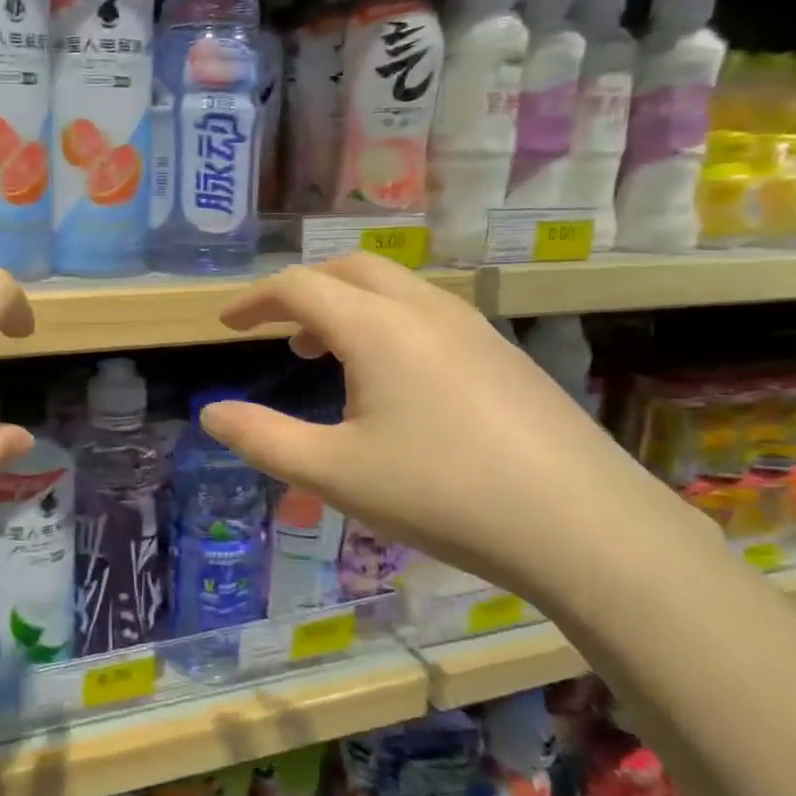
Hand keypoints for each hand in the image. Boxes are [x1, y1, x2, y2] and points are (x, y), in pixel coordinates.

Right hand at [199, 254, 707, 602]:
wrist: (583, 525)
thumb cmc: (443, 494)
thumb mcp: (334, 473)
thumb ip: (263, 439)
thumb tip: (211, 413)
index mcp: (376, 327)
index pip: (298, 287)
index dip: (254, 301)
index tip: (226, 324)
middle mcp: (424, 310)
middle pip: (349, 270)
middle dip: (303, 290)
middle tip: (276, 332)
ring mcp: (473, 327)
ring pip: (393, 289)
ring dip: (347, 306)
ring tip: (326, 356)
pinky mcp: (503, 354)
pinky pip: (427, 314)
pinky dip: (386, 324)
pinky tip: (394, 382)